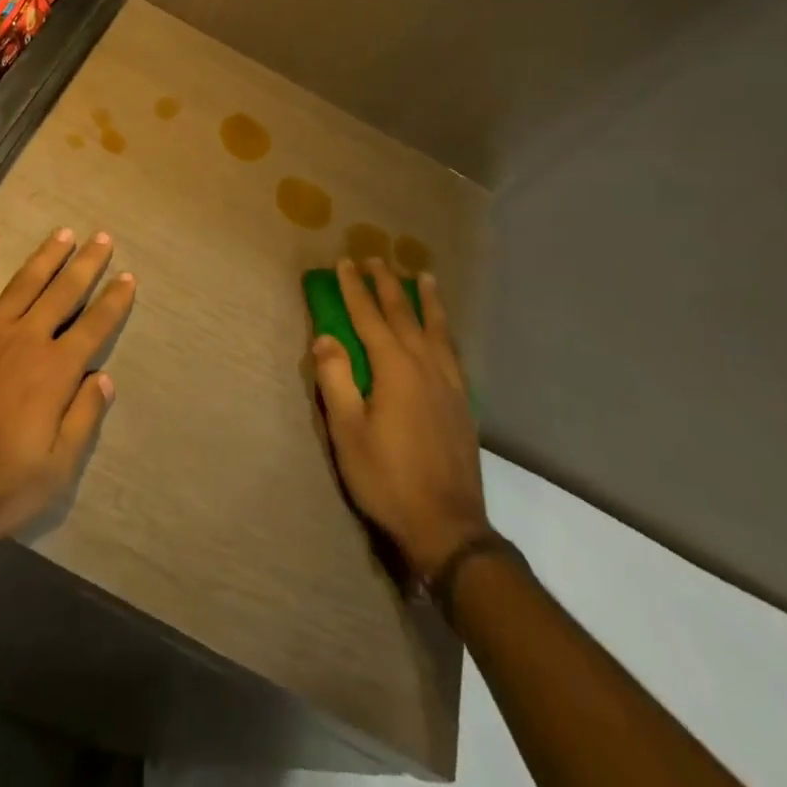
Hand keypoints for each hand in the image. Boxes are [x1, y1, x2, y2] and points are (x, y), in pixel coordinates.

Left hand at [0, 228, 132, 541]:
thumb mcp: (54, 472)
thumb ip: (83, 420)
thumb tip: (104, 378)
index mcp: (54, 372)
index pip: (94, 327)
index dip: (114, 301)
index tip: (127, 277)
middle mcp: (25, 340)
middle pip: (63, 293)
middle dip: (86, 265)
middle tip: (102, 237)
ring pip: (23, 282)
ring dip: (46, 256)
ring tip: (64, 233)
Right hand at [310, 257, 487, 578]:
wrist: (448, 527)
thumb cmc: (388, 479)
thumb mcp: (348, 433)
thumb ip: (336, 380)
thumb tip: (324, 337)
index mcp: (395, 369)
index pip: (369, 317)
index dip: (355, 289)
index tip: (344, 263)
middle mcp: (425, 366)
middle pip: (405, 314)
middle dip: (388, 284)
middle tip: (376, 259)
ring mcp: (449, 384)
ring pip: (437, 328)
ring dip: (426, 300)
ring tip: (424, 277)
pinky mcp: (463, 403)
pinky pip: (453, 351)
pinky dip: (445, 330)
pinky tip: (444, 331)